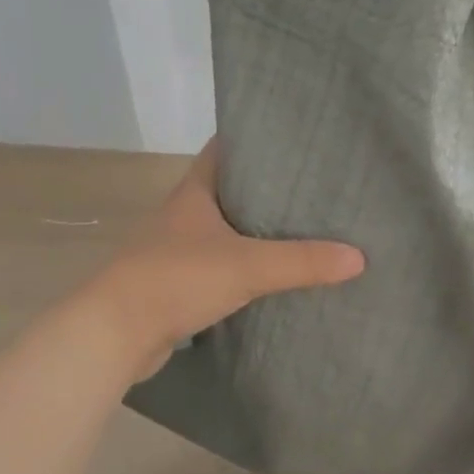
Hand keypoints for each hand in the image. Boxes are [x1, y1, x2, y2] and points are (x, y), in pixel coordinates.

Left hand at [89, 141, 364, 381]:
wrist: (114, 334)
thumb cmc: (175, 279)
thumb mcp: (245, 266)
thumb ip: (301, 261)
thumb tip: (358, 257)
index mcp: (194, 192)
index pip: (226, 149)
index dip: (257, 140)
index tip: (296, 139)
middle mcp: (185, 214)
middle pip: (231, 189)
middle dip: (268, 188)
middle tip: (316, 186)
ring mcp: (179, 249)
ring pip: (226, 230)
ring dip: (257, 230)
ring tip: (305, 228)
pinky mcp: (179, 284)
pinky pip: (221, 264)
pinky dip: (246, 265)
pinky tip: (274, 274)